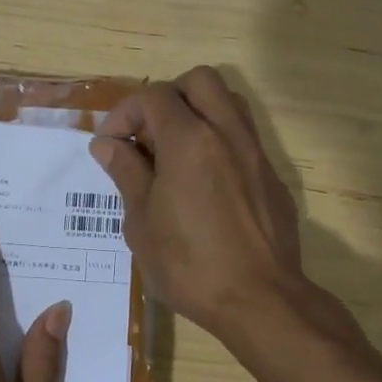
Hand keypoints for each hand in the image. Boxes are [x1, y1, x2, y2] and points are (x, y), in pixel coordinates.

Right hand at [88, 66, 309, 342]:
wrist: (261, 301)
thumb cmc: (190, 264)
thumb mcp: (141, 222)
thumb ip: (126, 172)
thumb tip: (108, 144)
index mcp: (189, 140)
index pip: (154, 96)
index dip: (125, 112)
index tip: (111, 142)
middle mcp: (227, 134)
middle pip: (200, 81)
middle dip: (168, 96)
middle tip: (148, 133)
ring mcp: (256, 154)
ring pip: (229, 103)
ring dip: (198, 112)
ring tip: (175, 151)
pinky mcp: (272, 178)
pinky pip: (243, 139)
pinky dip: (218, 142)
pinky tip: (204, 184)